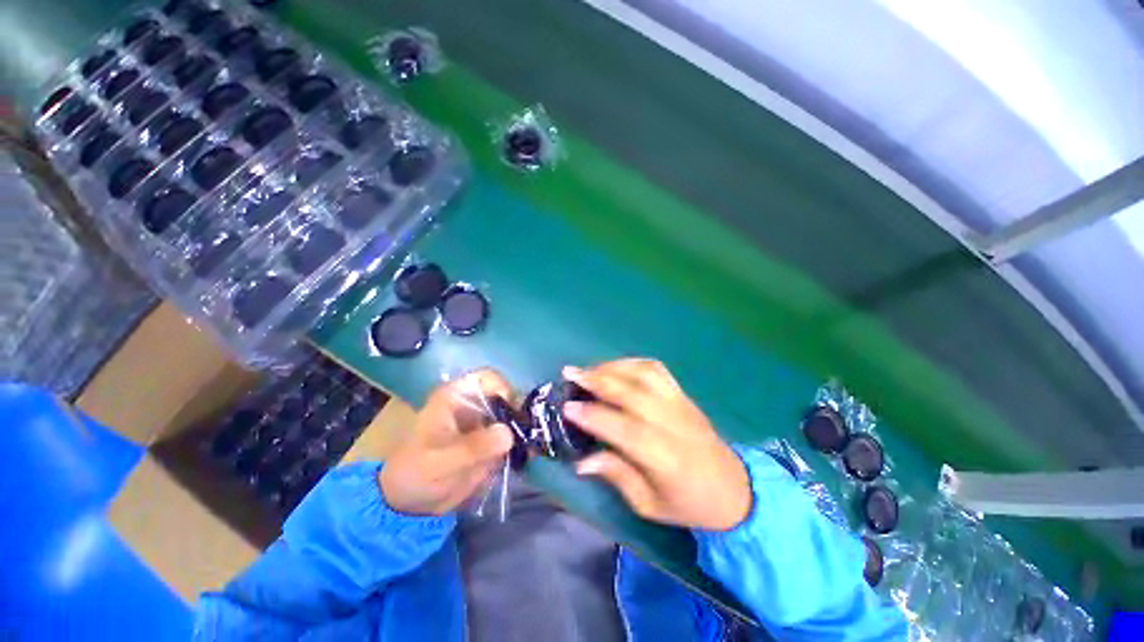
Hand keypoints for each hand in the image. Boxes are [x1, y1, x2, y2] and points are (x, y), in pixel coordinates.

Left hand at [379, 369, 514, 515]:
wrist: (408, 502)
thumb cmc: (416, 473)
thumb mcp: (442, 461)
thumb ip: (475, 447)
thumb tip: (509, 433)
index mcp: (456, 396)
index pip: (488, 378)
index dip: (503, 389)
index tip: (509, 412)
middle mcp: (472, 404)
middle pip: (506, 394)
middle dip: (518, 412)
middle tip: (526, 433)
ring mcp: (483, 422)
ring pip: (512, 415)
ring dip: (523, 428)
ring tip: (530, 446)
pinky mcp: (490, 440)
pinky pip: (512, 434)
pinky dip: (522, 442)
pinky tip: (527, 455)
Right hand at [563, 359, 751, 530]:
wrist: (734, 489)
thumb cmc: (688, 503)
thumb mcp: (649, 505)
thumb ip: (616, 476)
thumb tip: (581, 461)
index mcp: (665, 458)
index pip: (624, 429)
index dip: (594, 415)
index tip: (567, 406)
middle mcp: (673, 423)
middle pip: (632, 393)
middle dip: (597, 380)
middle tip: (569, 374)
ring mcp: (680, 404)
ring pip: (644, 374)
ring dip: (613, 366)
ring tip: (589, 369)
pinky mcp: (683, 394)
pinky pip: (657, 369)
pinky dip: (632, 363)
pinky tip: (616, 366)